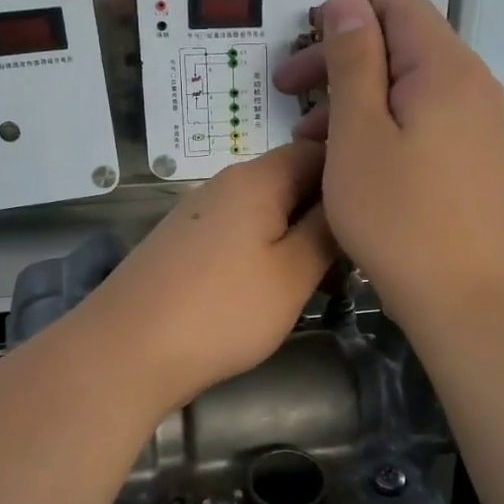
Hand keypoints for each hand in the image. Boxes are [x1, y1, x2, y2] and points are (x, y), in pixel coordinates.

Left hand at [78, 142, 337, 409]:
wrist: (126, 351)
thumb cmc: (221, 311)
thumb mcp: (292, 274)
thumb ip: (326, 232)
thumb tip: (347, 199)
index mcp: (256, 179)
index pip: (317, 152)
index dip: (351, 177)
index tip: (377, 216)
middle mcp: (224, 185)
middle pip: (290, 182)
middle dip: (325, 215)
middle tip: (356, 259)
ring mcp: (198, 215)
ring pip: (264, 213)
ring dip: (296, 239)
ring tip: (322, 281)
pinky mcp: (183, 246)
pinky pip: (238, 235)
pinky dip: (264, 254)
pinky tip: (273, 289)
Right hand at [273, 0, 503, 325]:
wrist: (463, 296)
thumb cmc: (399, 215)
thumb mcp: (358, 133)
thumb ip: (353, 60)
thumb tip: (347, 0)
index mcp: (446, 67)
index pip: (398, 5)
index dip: (344, 15)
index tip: (299, 50)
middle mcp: (472, 84)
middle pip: (401, 46)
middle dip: (340, 62)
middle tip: (287, 93)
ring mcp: (478, 123)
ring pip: (408, 88)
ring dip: (355, 100)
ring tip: (308, 140)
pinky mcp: (473, 158)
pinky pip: (422, 121)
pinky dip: (381, 126)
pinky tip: (350, 161)